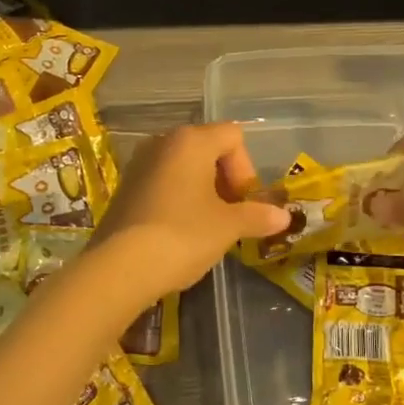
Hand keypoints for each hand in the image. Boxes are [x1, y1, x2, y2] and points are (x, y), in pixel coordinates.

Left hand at [89, 123, 290, 301]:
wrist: (119, 267)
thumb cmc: (183, 235)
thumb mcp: (227, 227)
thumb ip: (257, 216)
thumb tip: (284, 216)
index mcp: (191, 140)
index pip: (233, 136)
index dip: (246, 169)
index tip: (243, 203)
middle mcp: (163, 142)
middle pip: (208, 148)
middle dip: (225, 180)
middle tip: (230, 215)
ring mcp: (139, 163)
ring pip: (184, 166)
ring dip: (202, 190)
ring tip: (207, 225)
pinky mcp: (125, 187)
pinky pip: (163, 181)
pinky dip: (178, 198)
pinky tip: (179, 230)